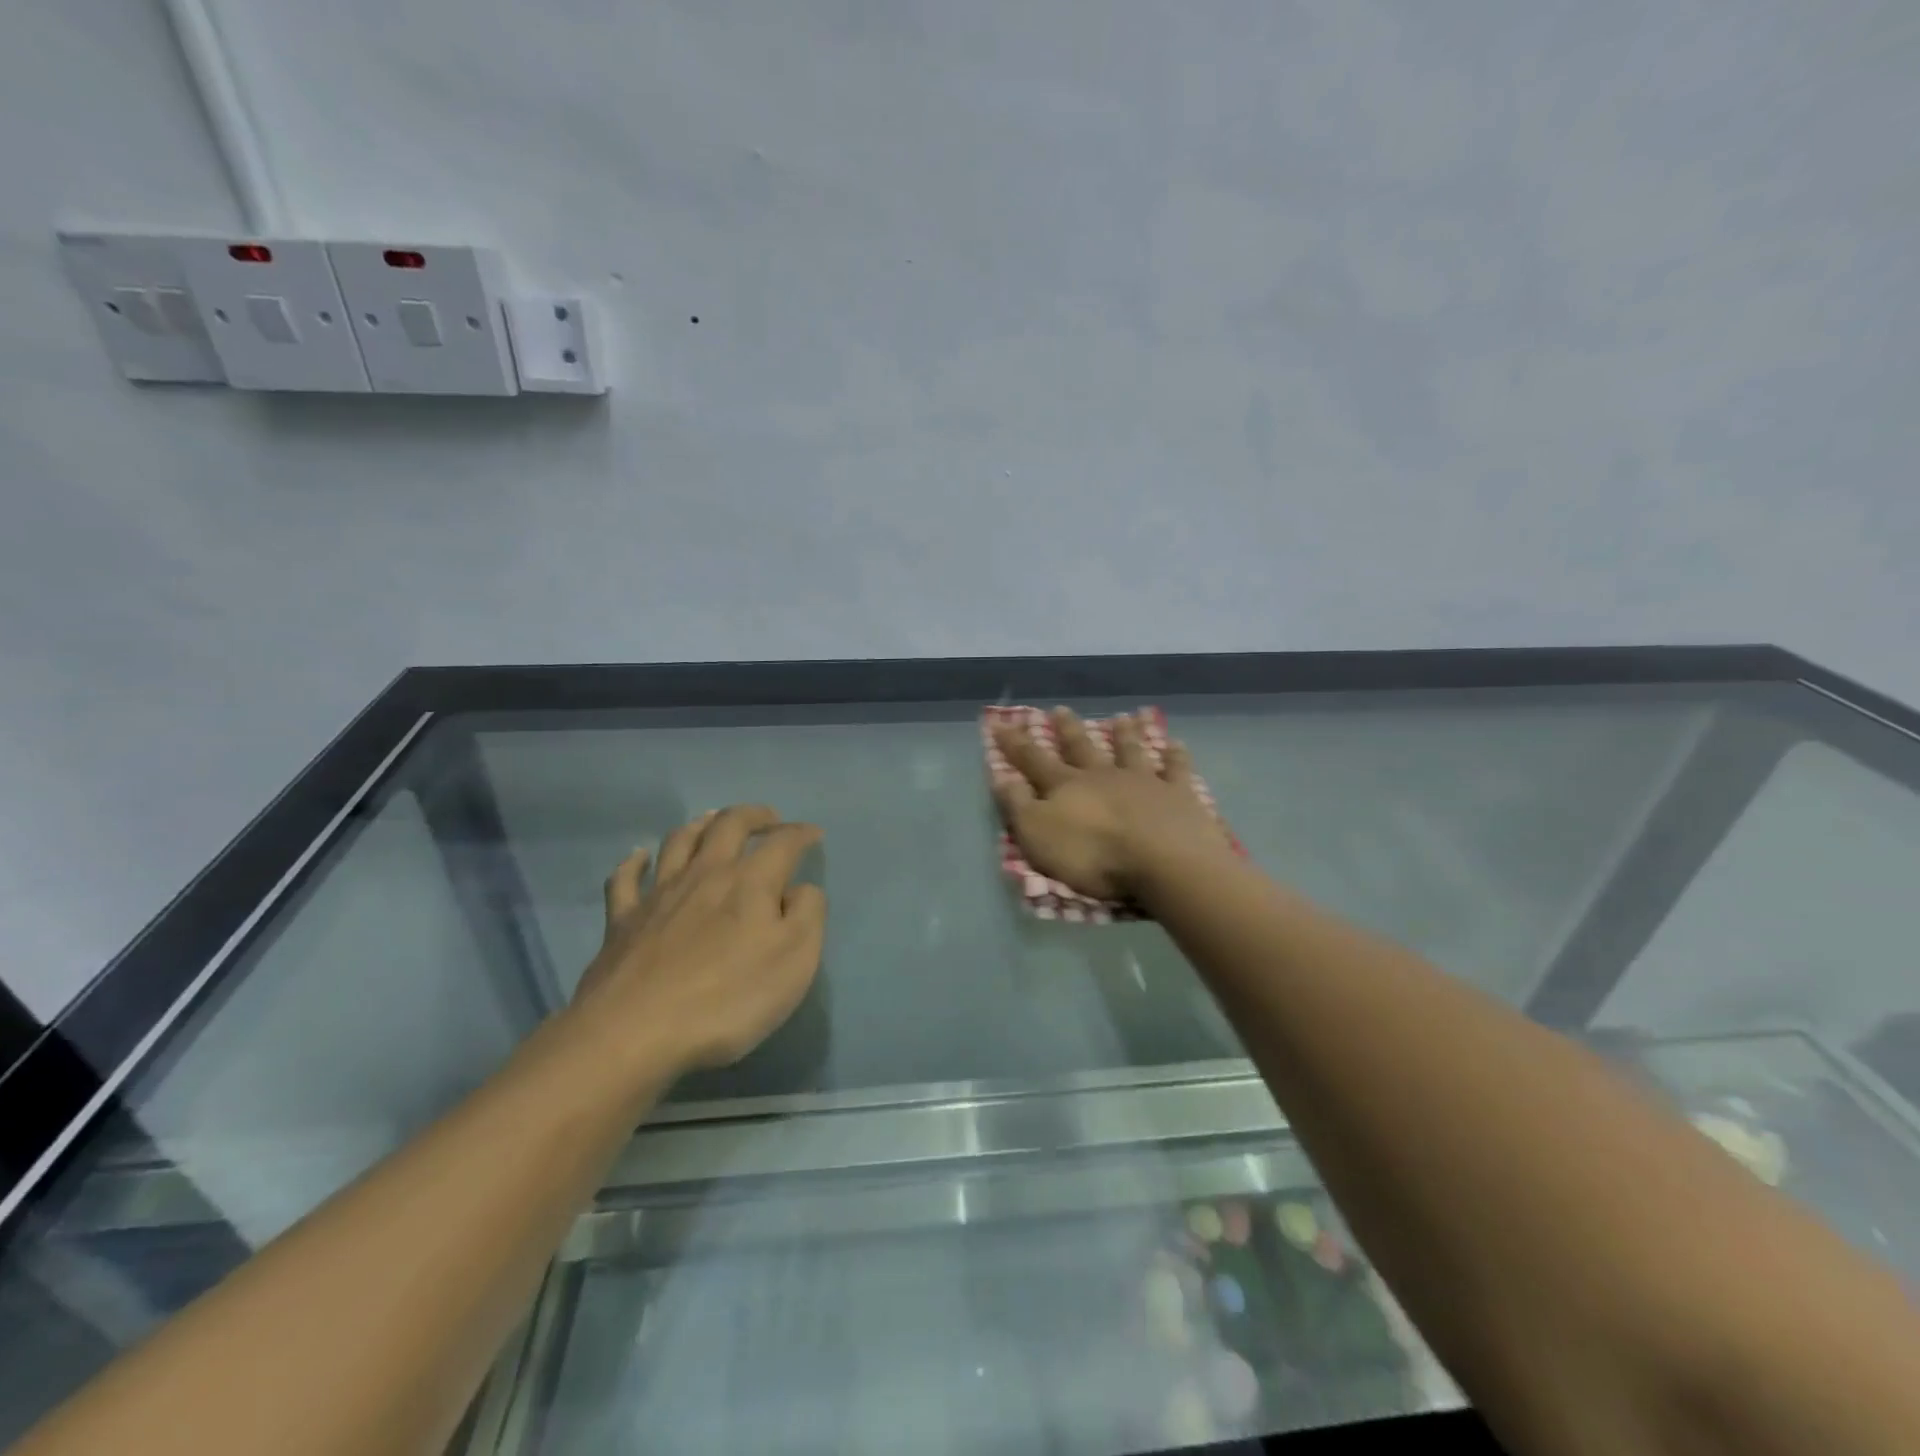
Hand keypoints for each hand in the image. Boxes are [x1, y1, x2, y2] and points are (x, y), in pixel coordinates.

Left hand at [565, 805, 826, 1081]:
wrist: (634, 1033)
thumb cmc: (728, 998)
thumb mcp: (795, 960)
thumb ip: (808, 914)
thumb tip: (800, 889)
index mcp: (749, 882)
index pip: (782, 843)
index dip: (800, 834)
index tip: (814, 834)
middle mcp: (704, 874)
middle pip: (728, 825)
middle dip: (753, 815)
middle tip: (769, 818)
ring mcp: (658, 895)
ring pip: (678, 842)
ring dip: (700, 825)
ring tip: (712, 821)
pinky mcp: (622, 922)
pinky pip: (625, 880)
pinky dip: (634, 863)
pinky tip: (639, 857)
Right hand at [992, 707, 1233, 900]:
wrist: (1163, 859)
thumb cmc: (1093, 854)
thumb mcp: (1038, 835)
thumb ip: (1018, 805)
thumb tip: (1000, 777)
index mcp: (1067, 786)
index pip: (1033, 760)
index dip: (1015, 743)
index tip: (1000, 722)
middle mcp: (1103, 775)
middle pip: (1082, 747)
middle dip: (1068, 729)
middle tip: (1060, 709)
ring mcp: (1143, 781)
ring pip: (1130, 750)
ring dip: (1124, 734)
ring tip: (1122, 717)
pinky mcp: (1178, 794)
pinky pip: (1175, 769)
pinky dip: (1175, 756)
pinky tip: (1176, 744)